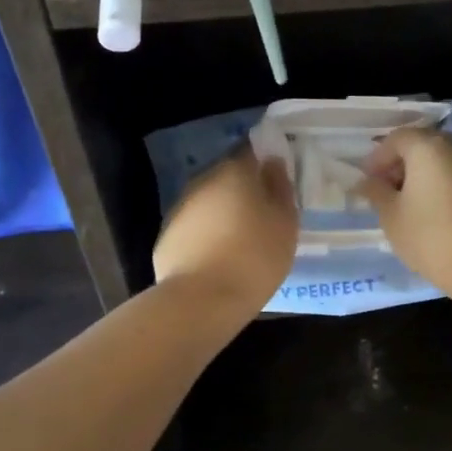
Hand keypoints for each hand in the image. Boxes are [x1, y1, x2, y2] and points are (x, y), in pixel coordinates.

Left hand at [153, 145, 297, 314]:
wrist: (201, 300)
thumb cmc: (254, 257)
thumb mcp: (285, 224)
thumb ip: (281, 189)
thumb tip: (273, 164)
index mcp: (234, 171)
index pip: (251, 150)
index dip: (265, 160)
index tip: (277, 178)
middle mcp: (203, 180)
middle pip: (227, 176)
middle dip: (244, 189)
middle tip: (263, 213)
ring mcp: (180, 207)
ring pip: (208, 201)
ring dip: (223, 212)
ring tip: (241, 239)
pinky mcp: (166, 236)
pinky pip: (194, 226)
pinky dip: (206, 234)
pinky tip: (218, 257)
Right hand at [357, 128, 451, 294]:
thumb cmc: (430, 237)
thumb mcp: (391, 216)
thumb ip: (376, 192)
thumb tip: (366, 182)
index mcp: (428, 148)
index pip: (397, 138)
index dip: (377, 157)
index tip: (366, 180)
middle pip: (422, 144)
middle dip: (400, 162)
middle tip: (384, 188)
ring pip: (442, 159)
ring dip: (421, 173)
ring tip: (406, 202)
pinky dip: (441, 183)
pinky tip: (431, 210)